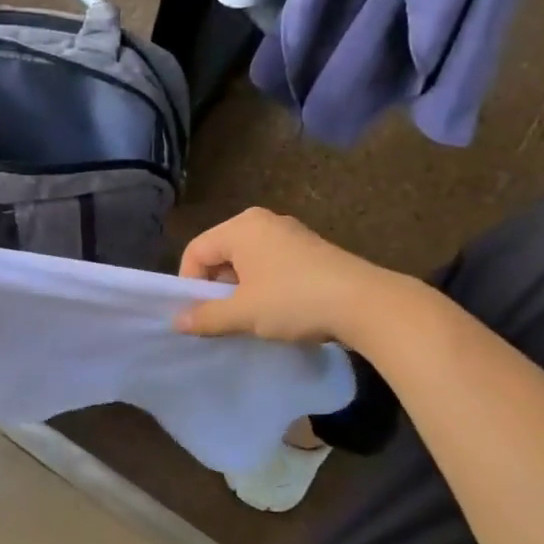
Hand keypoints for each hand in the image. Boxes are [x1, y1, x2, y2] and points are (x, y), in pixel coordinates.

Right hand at [175, 207, 385, 343]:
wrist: (365, 303)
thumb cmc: (293, 301)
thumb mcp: (243, 313)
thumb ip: (206, 316)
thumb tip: (178, 322)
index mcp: (241, 227)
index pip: (196, 251)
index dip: (189, 284)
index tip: (198, 315)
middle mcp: (263, 222)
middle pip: (221, 253)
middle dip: (216, 287)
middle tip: (222, 318)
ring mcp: (291, 233)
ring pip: (247, 261)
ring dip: (241, 290)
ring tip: (250, 318)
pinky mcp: (311, 250)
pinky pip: (272, 265)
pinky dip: (264, 286)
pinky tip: (277, 311)